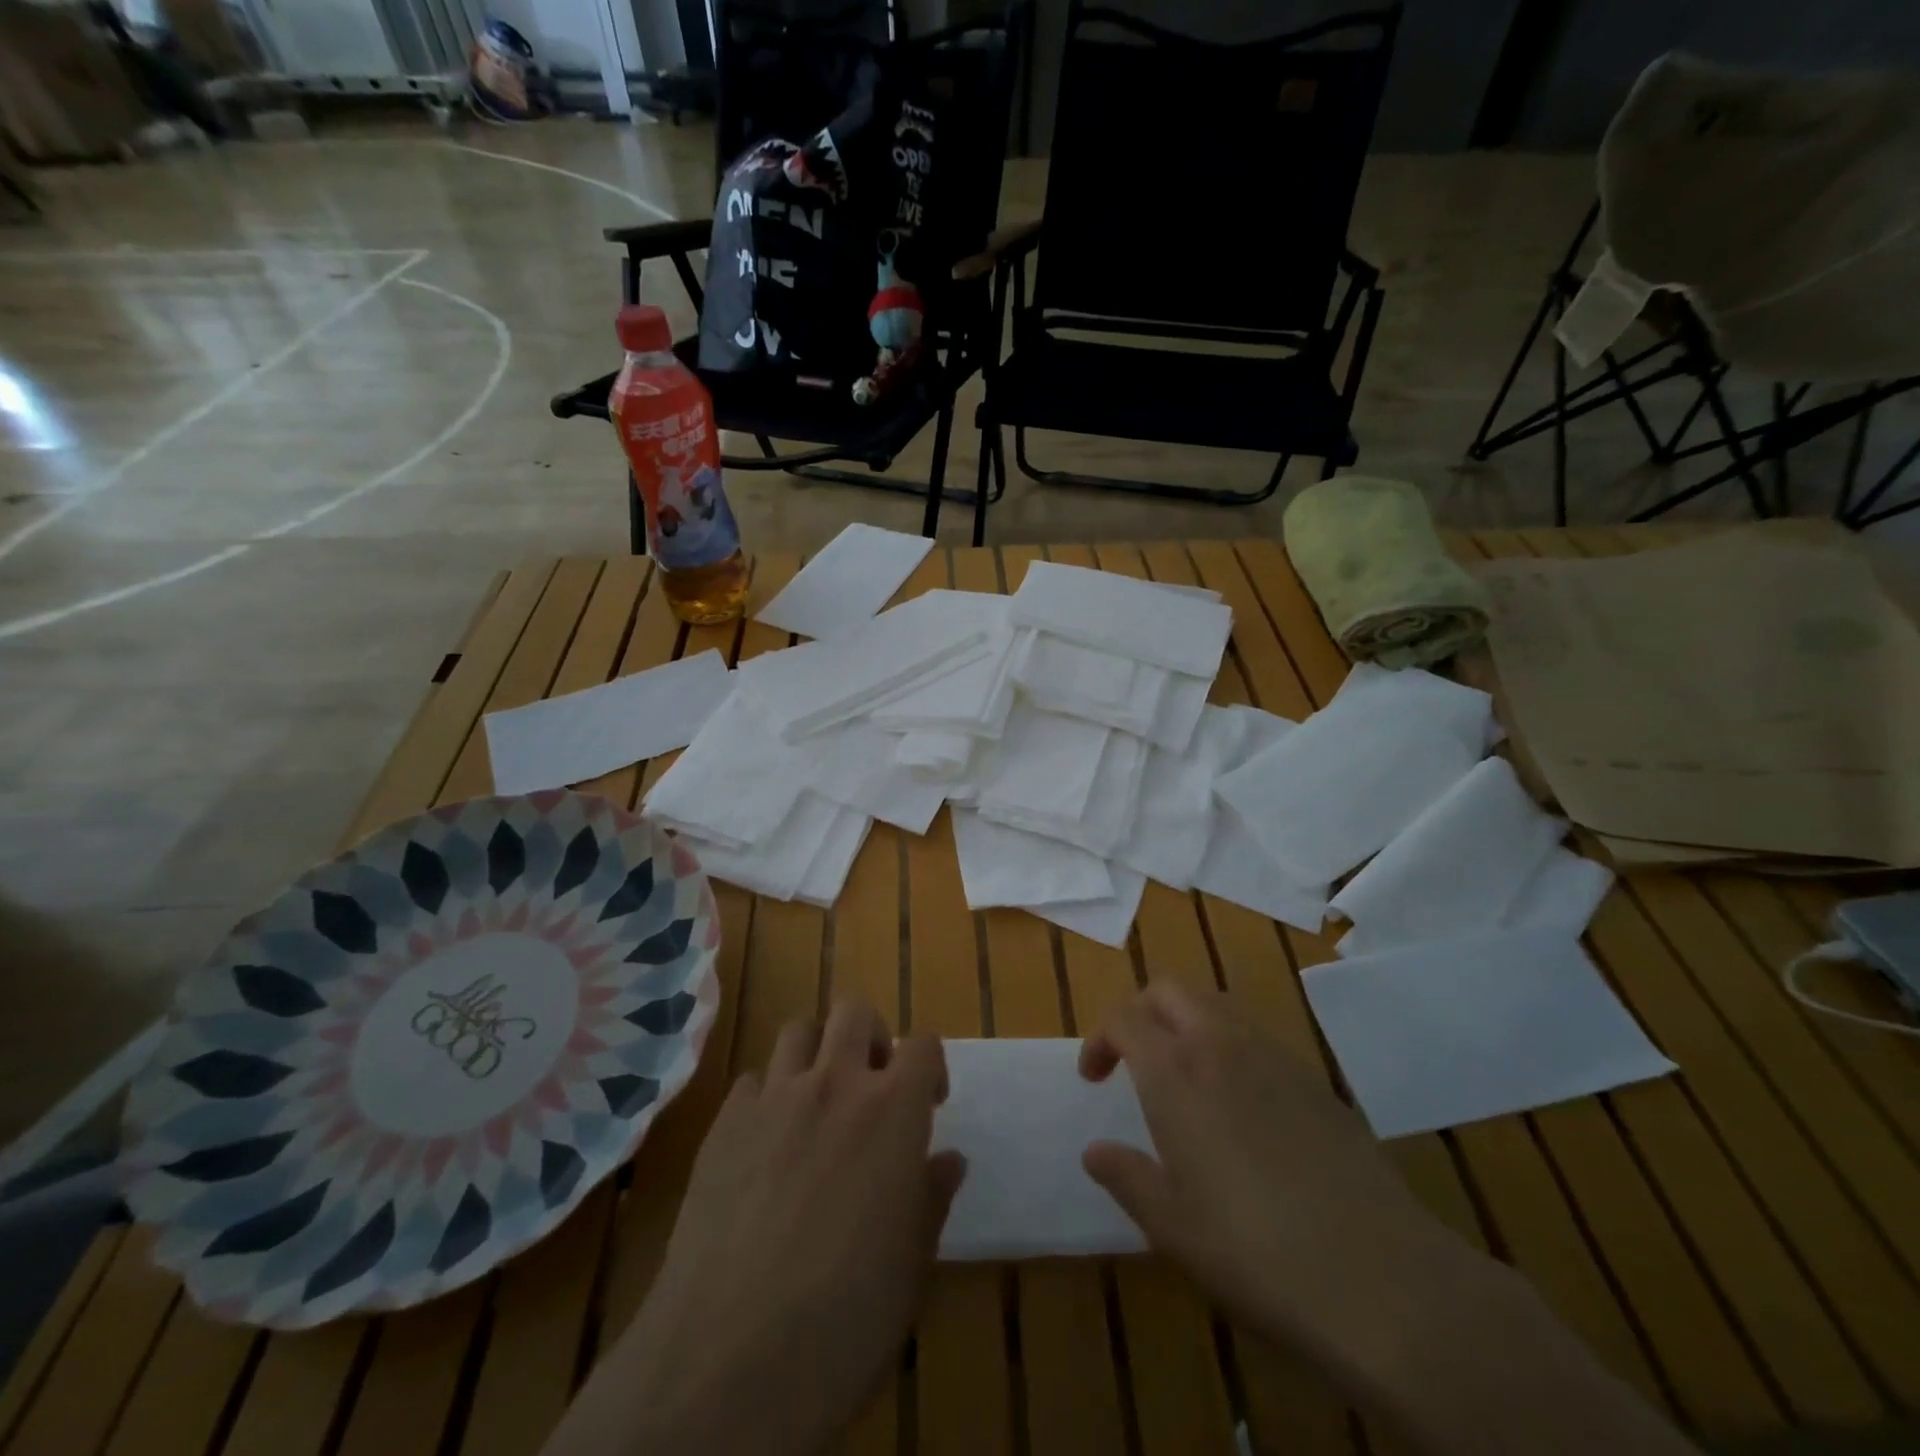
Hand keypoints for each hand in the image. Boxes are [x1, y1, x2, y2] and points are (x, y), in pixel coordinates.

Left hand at [546, 1000, 964, 1455]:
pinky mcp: (723, 1124)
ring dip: (815, 1053)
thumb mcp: (911, 1265)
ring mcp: (773, 1098)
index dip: (929, 1066)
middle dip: (870, 1037)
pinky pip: (752, 1081)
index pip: (923, 1045)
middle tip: (871, 1085)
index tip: (928, 1102)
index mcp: (892, 1110)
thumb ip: (930, 1197)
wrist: (729, 1357)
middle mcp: (834, 1084)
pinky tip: (765, 1144)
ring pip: (798, 1030)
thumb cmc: (845, 1316)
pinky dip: (767, 1096)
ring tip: (817, 1102)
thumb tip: (947, 1160)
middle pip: (854, 1012)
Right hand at [1079, 982, 1458, 1380]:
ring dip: (1187, 1021)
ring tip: (1184, 1073)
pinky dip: (1231, 1045)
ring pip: (1216, 1004)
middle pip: (1170, 991)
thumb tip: (1094, 1150)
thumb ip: (1127, 1177)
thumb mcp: (1173, 1227)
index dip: (1100, 1038)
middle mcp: (1220, 1046)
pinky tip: (1242, 1103)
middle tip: (1133, 1057)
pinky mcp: (1315, 1079)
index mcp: (1176, 1073)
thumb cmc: (1254, 1252)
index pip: (1124, 1018)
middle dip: (1141, 1011)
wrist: (1378, 1276)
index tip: (1094, 1078)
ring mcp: (1274, 1056)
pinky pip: (1258, 1036)